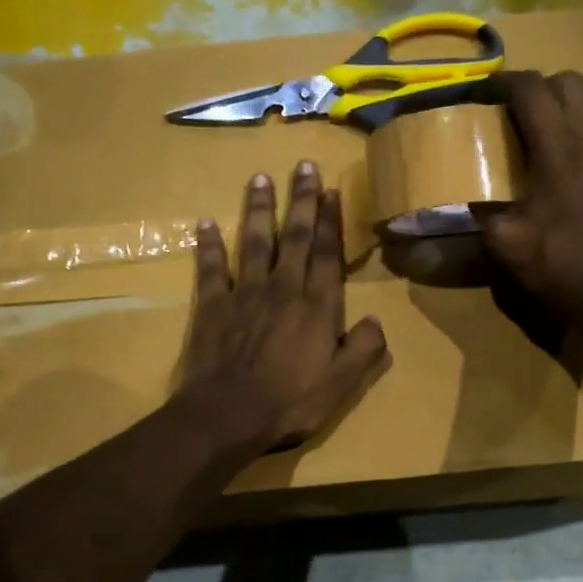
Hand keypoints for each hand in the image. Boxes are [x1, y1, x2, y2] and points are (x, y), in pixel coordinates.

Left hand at [181, 163, 388, 451]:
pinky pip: (211, 267)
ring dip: (259, 209)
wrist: (226, 416)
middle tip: (303, 165)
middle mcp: (283, 288)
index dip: (331, 220)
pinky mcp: (212, 305)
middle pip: (295, 236)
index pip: (327, 253)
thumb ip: (365, 349)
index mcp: (317, 306)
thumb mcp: (341, 385)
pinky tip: (206, 223)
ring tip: (260, 178)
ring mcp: (244, 293)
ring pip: (254, 241)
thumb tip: (376, 320)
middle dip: (301, 199)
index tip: (331, 189)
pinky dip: (209, 244)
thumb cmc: (289, 403)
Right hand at [472, 71, 582, 327]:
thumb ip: (480, 210)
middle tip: (508, 112)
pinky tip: (560, 159)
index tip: (480, 93)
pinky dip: (578, 126)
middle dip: (535, 87)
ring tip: (534, 132)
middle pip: (567, 82)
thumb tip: (457, 195)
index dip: (503, 83)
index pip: (532, 89)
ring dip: (560, 104)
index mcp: (559, 147)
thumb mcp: (506, 241)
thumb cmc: (560, 263)